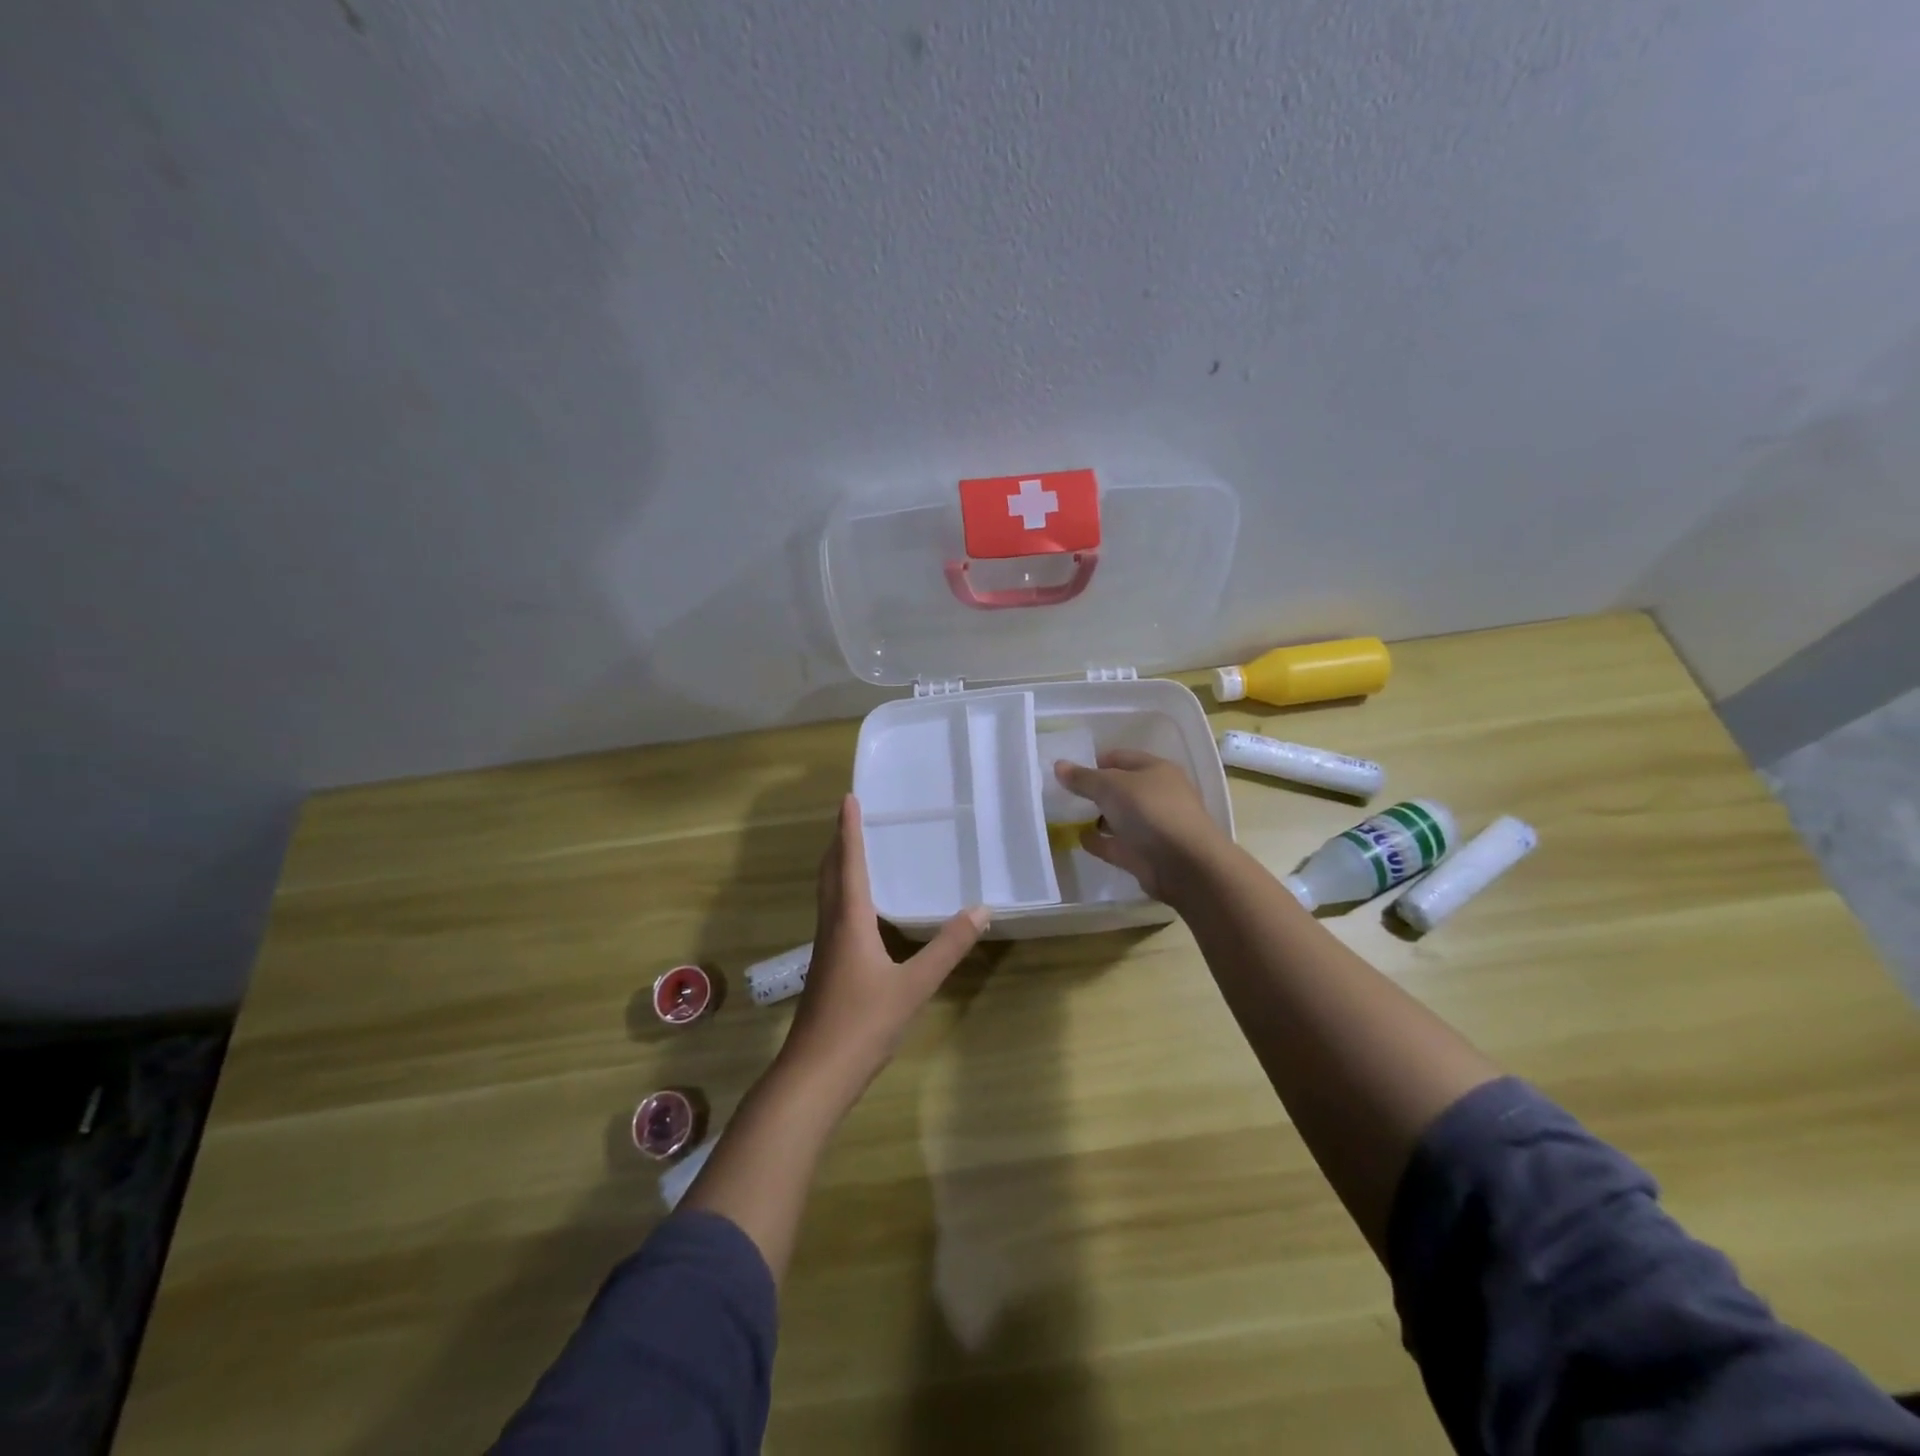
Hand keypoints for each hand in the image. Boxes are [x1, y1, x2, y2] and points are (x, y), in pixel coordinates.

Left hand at [779, 796, 987, 1098]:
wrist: (815, 1074)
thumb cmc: (863, 1023)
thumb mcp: (914, 985)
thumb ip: (947, 947)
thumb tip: (981, 910)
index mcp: (849, 920)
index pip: (849, 863)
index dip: (848, 830)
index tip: (847, 799)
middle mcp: (831, 926)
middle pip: (830, 874)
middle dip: (839, 843)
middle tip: (850, 817)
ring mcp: (824, 949)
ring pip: (827, 895)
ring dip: (837, 867)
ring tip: (853, 851)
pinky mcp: (825, 968)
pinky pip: (832, 914)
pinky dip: (841, 894)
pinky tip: (858, 910)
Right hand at [1054, 750, 1229, 901]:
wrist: (1185, 865)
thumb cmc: (1150, 811)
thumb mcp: (1111, 786)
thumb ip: (1083, 778)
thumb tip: (1058, 765)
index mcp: (1156, 770)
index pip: (1122, 758)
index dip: (1096, 761)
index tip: (1070, 771)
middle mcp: (1157, 796)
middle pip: (1121, 789)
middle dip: (1095, 791)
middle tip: (1065, 794)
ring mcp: (1153, 827)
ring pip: (1120, 818)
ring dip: (1097, 818)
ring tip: (1066, 817)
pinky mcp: (1146, 855)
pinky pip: (1117, 844)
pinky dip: (1100, 841)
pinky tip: (1079, 839)